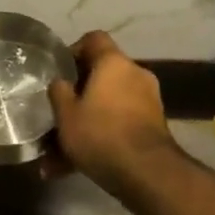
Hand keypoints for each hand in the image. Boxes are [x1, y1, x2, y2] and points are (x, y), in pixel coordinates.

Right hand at [47, 32, 182, 195]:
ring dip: (88, 123)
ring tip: (60, 155)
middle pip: (102, 75)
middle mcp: (135, 74)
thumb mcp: (66, 114)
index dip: (74, 50)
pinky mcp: (155, 127)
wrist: (149, 175)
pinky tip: (76, 168)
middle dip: (79, 96)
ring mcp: (148, 101)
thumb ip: (59, 92)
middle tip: (60, 114)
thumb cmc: (101, 134)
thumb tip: (60, 82)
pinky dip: (103, 138)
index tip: (61, 71)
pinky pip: (120, 124)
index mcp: (114, 62)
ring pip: (108, 106)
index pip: (94, 39)